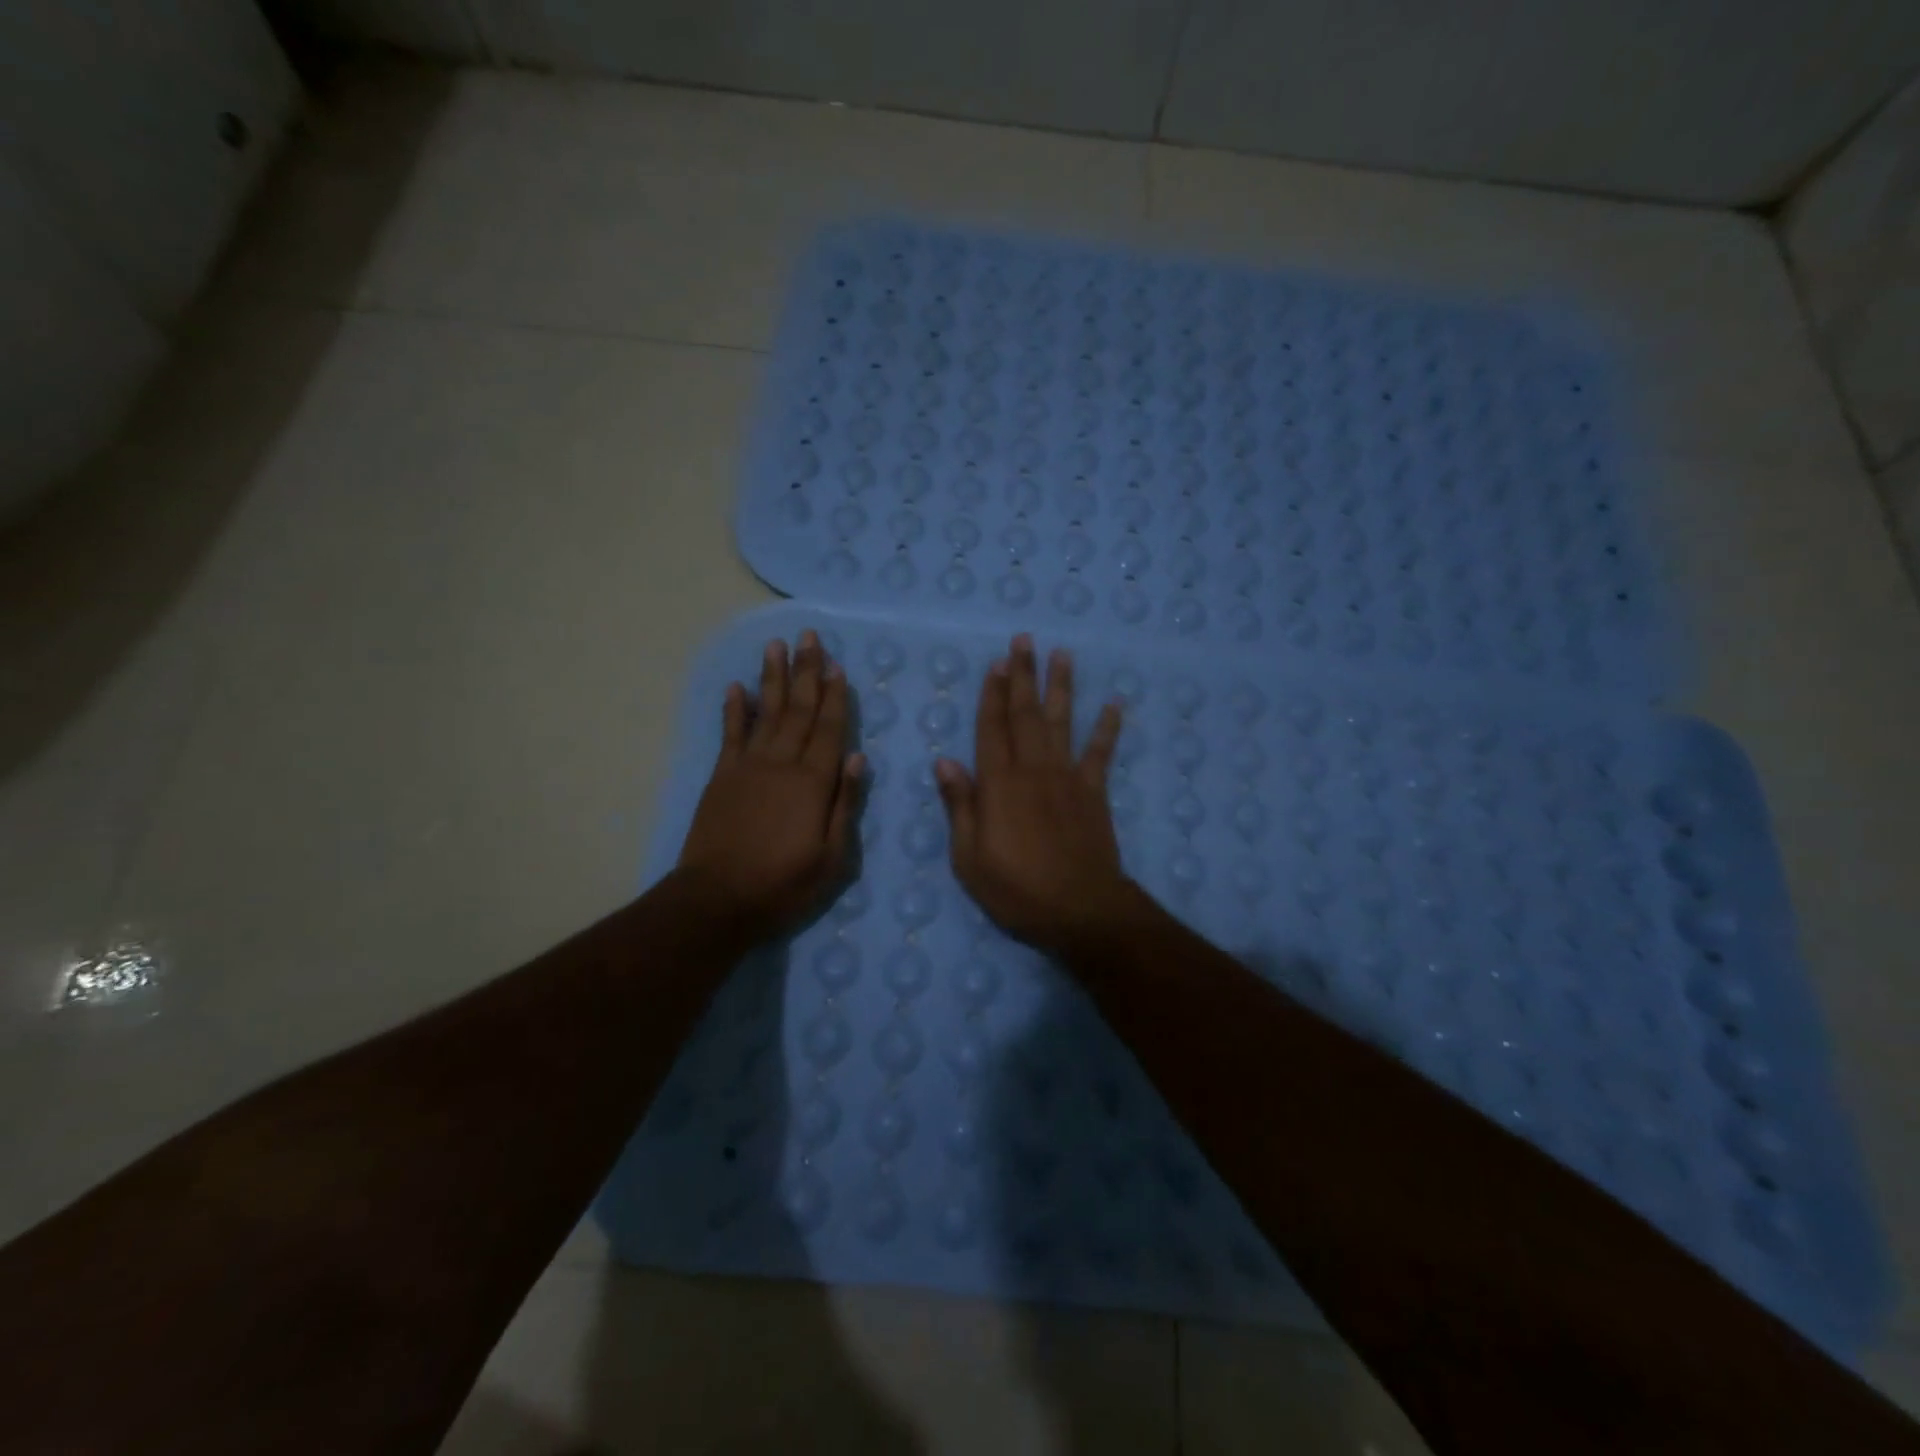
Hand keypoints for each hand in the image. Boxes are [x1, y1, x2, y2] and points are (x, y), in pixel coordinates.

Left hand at [677, 630, 864, 943]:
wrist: (717, 900)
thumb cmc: (783, 884)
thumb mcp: (832, 857)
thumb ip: (845, 804)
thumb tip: (857, 757)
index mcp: (812, 783)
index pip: (829, 729)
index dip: (834, 697)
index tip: (837, 666)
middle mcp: (781, 764)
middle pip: (798, 710)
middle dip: (806, 672)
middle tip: (809, 637)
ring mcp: (747, 767)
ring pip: (765, 712)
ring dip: (772, 678)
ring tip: (775, 646)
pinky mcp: (721, 777)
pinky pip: (730, 734)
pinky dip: (733, 709)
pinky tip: (736, 687)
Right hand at [934, 634, 1141, 957]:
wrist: (1080, 910)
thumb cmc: (1016, 889)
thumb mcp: (969, 857)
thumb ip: (959, 805)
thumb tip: (944, 761)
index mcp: (998, 784)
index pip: (991, 728)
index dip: (992, 693)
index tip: (997, 662)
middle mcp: (1033, 769)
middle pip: (1026, 714)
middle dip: (1023, 676)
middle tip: (1024, 641)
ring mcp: (1067, 778)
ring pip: (1062, 722)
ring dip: (1061, 687)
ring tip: (1062, 655)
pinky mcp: (1094, 793)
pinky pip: (1100, 753)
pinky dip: (1107, 728)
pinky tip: (1113, 704)